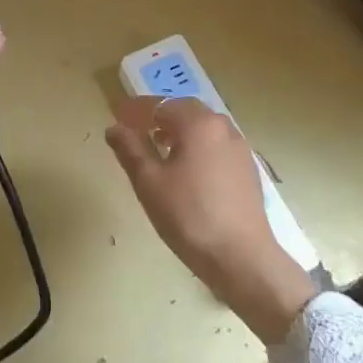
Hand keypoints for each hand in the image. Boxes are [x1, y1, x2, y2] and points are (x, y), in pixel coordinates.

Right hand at [104, 96, 317, 343]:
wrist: (241, 258)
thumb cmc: (189, 217)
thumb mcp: (149, 183)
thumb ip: (130, 150)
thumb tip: (114, 128)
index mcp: (198, 124)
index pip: (160, 105)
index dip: (135, 110)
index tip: (116, 115)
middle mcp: (222, 127)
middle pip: (185, 110)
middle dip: (159, 116)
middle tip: (136, 129)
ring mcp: (240, 147)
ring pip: (203, 127)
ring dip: (179, 130)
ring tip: (159, 149)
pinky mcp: (247, 169)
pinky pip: (216, 145)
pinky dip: (197, 146)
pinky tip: (187, 169)